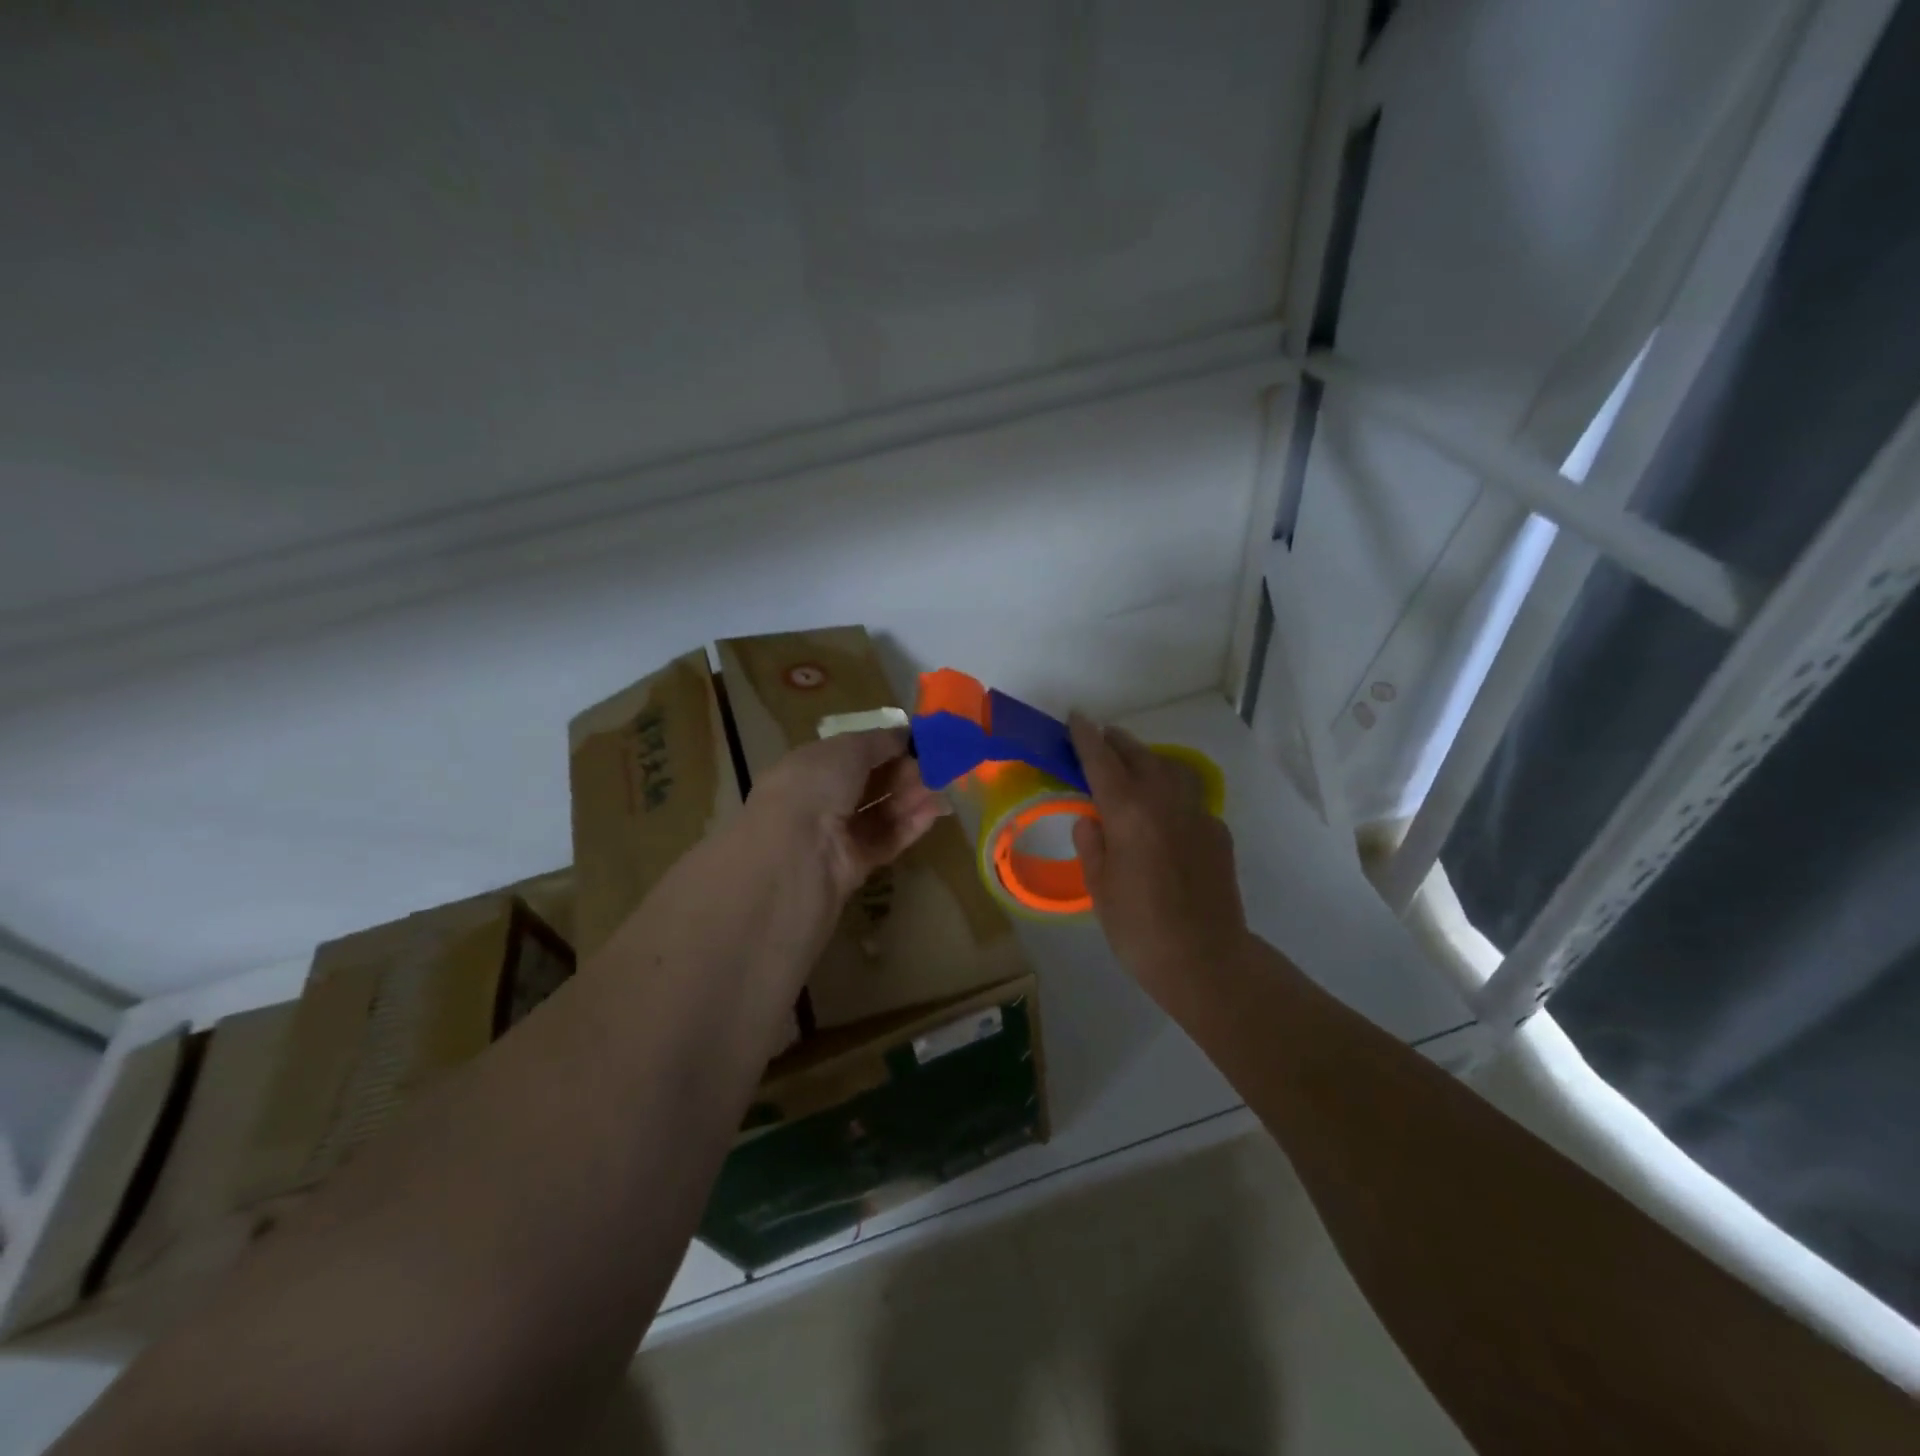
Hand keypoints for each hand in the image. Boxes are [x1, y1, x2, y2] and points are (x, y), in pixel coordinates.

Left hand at [742, 728, 948, 902]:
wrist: (797, 854)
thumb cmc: (815, 786)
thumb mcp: (848, 748)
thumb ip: (880, 741)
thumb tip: (905, 735)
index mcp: (808, 768)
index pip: (850, 754)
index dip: (884, 747)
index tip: (918, 742)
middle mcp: (820, 801)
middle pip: (869, 784)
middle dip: (903, 772)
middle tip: (937, 764)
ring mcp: (836, 835)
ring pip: (881, 812)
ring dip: (911, 797)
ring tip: (943, 785)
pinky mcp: (854, 865)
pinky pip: (886, 840)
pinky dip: (910, 825)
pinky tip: (934, 811)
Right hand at [1068, 714, 1248, 997]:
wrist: (1206, 960)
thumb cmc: (1139, 929)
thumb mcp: (1099, 888)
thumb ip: (1092, 844)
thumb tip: (1091, 819)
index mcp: (1128, 812)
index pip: (1101, 760)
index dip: (1086, 736)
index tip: (1076, 717)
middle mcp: (1164, 801)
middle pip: (1139, 755)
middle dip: (1117, 741)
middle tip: (1101, 738)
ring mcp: (1197, 813)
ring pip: (1171, 768)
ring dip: (1148, 758)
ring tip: (1133, 764)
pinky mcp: (1218, 831)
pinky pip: (1190, 797)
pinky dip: (1172, 790)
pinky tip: (1164, 811)